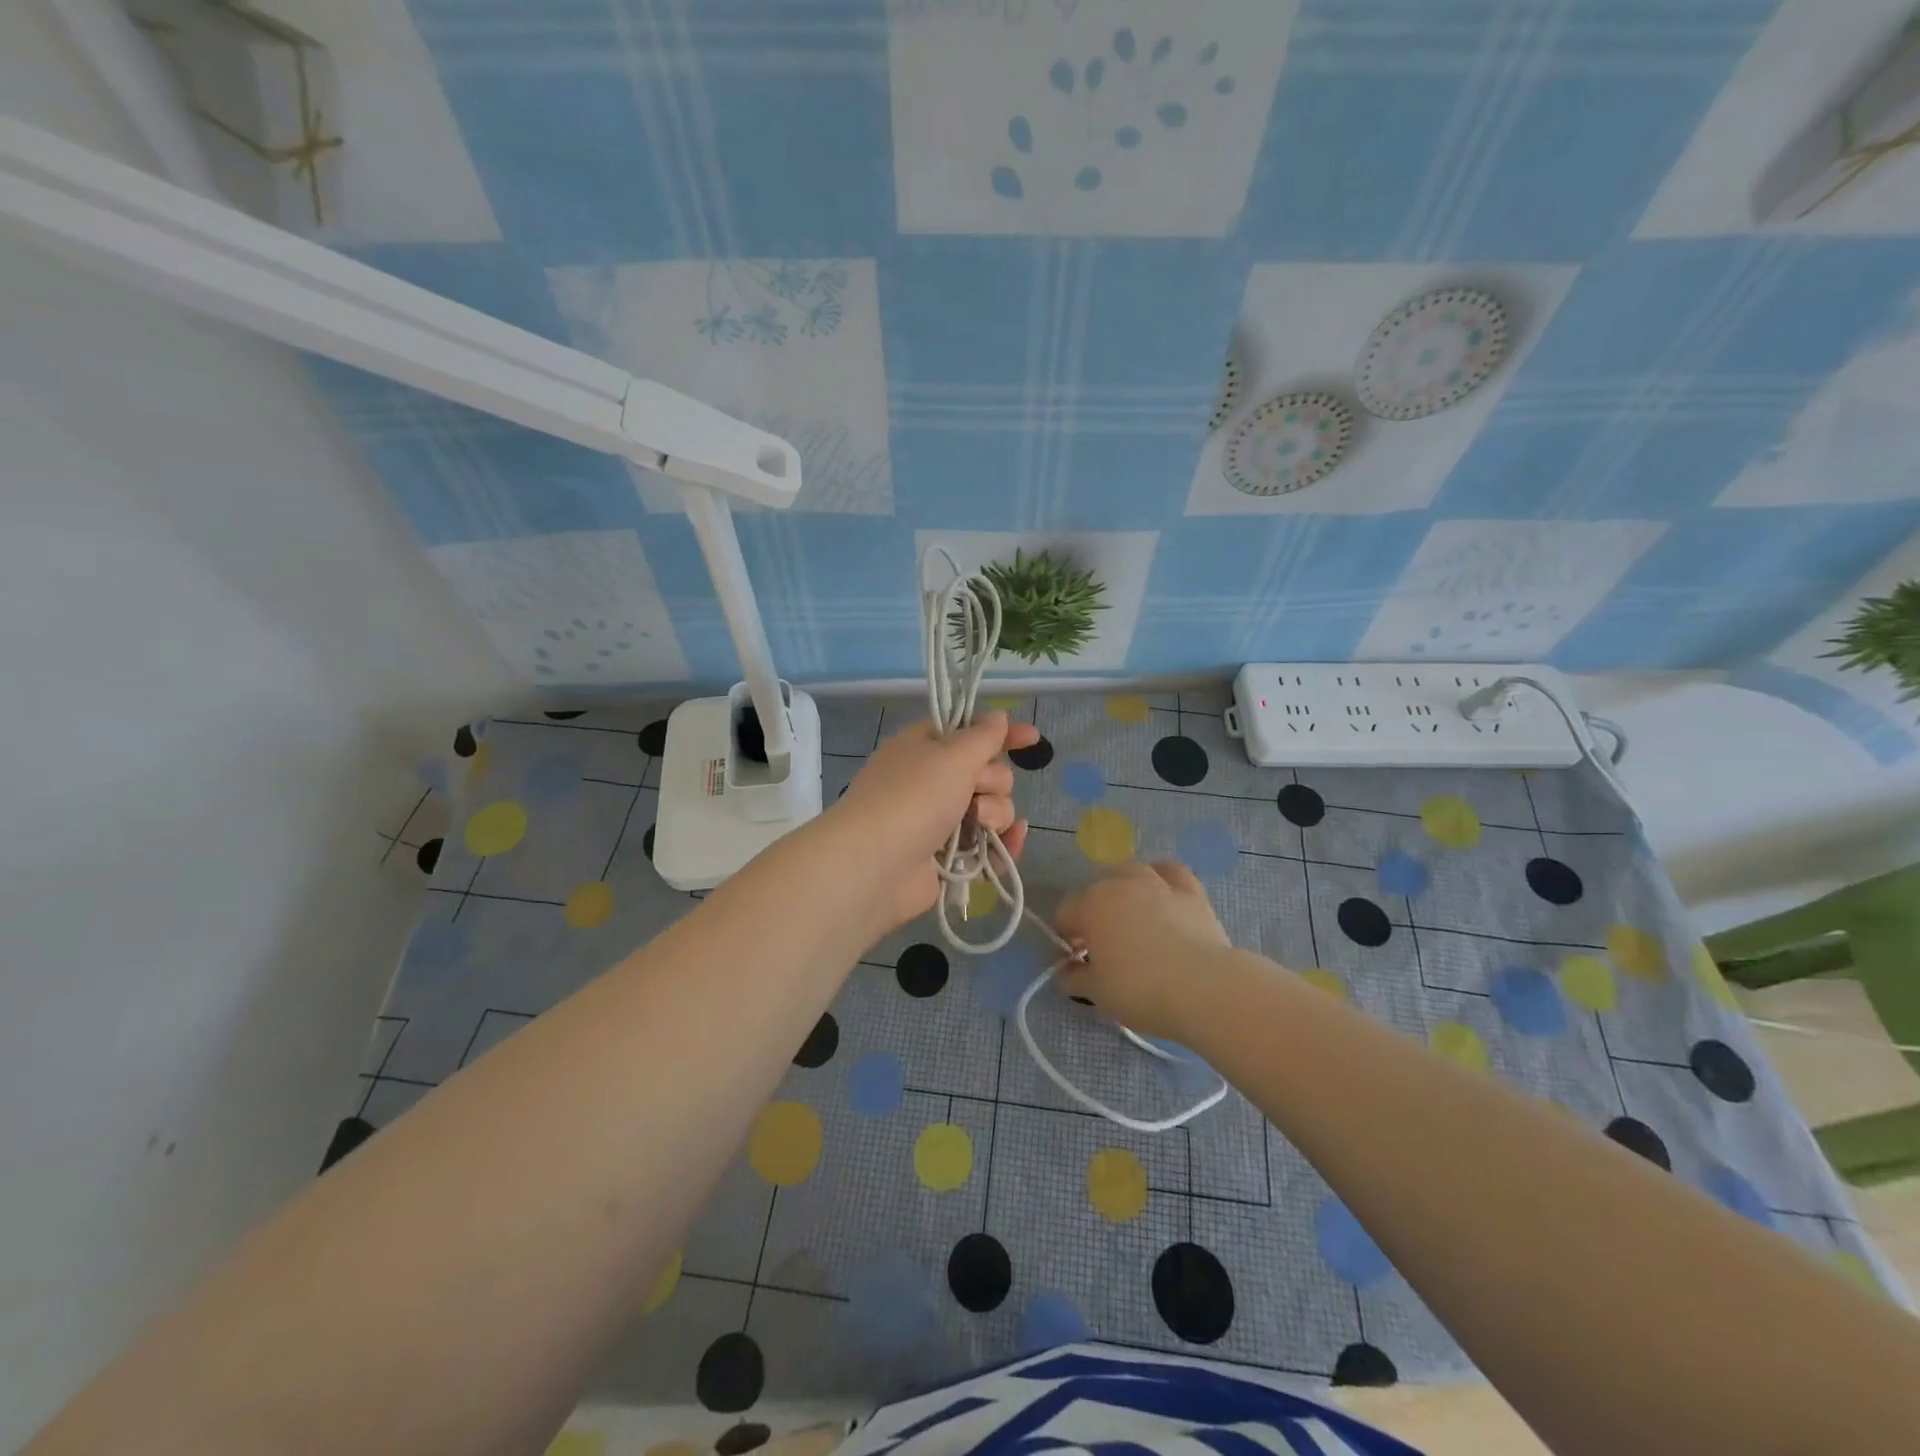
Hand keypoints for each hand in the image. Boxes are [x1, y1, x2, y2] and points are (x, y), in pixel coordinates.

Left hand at [828, 712, 1036, 929]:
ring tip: (978, 824)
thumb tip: (997, 717)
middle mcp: (932, 781)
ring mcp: (939, 821)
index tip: (1032, 738)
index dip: (1002, 733)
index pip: (971, 731)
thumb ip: (982, 736)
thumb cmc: (913, 797)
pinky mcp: (947, 858)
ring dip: (995, 814)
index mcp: (925, 747)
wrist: (875, 866)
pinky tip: (1011, 843)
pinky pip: (987, 845)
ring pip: (991, 810)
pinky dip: (1001, 845)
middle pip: (987, 772)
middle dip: (993, 781)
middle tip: (975, 790)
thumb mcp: (951, 755)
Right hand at [1053, 861, 1233, 1040]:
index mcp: (1090, 905)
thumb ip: (1075, 978)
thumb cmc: (1139, 989)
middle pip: (1096, 890)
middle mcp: (1120, 884)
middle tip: (1102, 947)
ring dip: (1124, 890)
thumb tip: (1066, 972)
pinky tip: (1163, 894)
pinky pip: (1171, 873)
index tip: (1074, 963)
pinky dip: (1162, 879)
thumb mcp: (1096, 993)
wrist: (1203, 988)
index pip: (1065, 913)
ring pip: (1131, 873)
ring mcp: (1157, 883)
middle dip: (1093, 913)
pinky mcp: (1191, 892)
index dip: (1064, 938)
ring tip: (1131, 917)